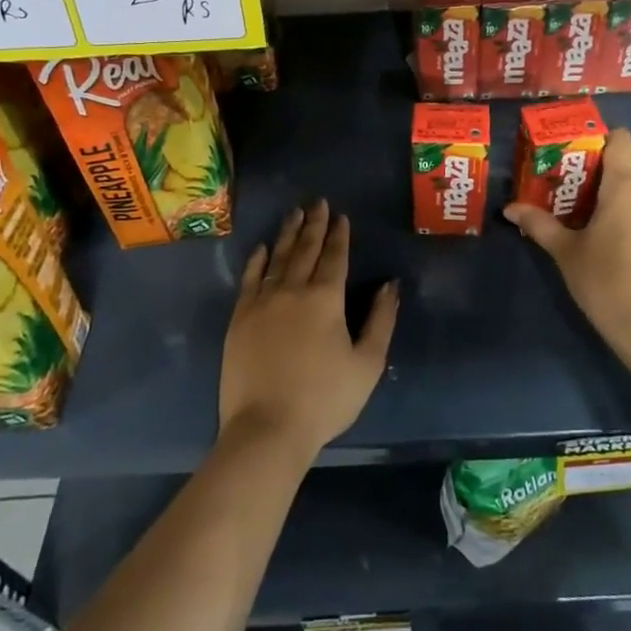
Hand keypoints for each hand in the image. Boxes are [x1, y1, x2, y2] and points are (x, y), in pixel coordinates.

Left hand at [218, 201, 398, 457]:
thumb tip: (391, 285)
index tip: (340, 216)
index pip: (334, 257)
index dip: (339, 235)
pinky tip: (263, 248)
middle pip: (305, 249)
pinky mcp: (240, 318)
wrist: (267, 429)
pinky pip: (250, 279)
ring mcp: (262, 302)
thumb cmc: (324, 399)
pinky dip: (258, 260)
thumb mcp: (367, 364)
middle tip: (317, 202)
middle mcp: (293, 290)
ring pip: (278, 258)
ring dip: (288, 234)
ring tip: (294, 213)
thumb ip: (381, 320)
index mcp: (326, 299)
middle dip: (314, 224)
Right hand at [504, 127, 630, 365]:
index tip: (581, 153)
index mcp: (626, 186)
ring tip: (605, 211)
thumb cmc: (605, 282)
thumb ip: (539, 224)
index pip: (621, 140)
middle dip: (620, 161)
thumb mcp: (566, 252)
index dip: (602, 138)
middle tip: (590, 181)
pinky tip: (626, 238)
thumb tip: (510, 208)